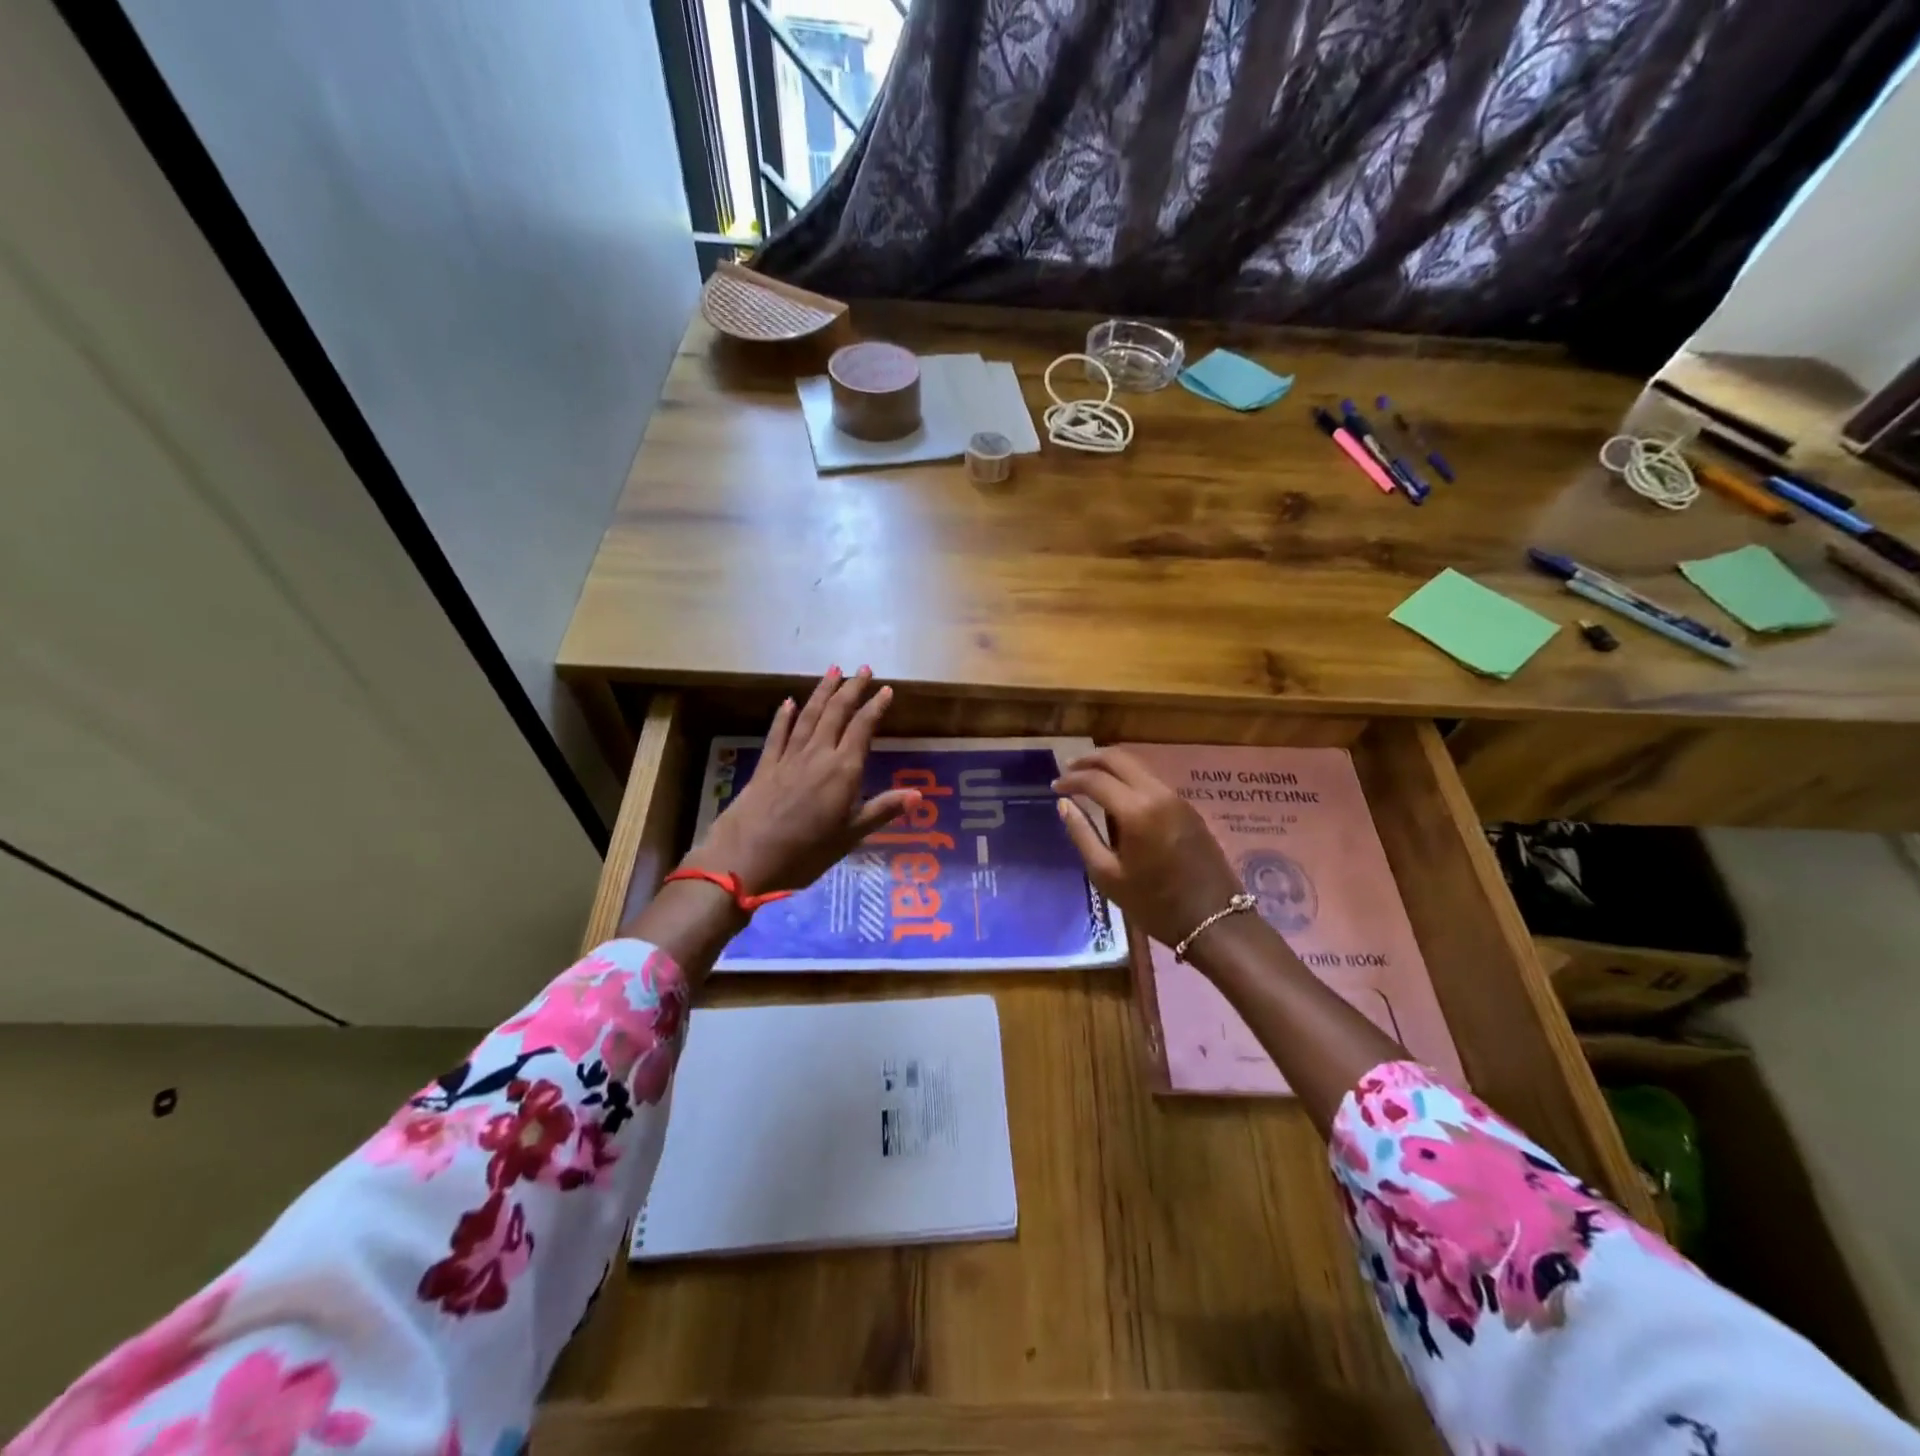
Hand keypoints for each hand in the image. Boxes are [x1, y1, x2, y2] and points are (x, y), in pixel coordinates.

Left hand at [688, 668, 919, 894]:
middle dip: (851, 689)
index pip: (862, 729)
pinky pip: (778, 735)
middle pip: (836, 714)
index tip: (886, 689)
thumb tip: (918, 795)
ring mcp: (788, 758)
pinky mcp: (765, 767)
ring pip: (809, 716)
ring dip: (822, 692)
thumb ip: (882, 810)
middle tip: (864, 669)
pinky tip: (788, 702)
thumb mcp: (850, 837)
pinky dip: (784, 717)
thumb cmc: (805, 853)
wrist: (745, 859)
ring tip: (832, 670)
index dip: (875, 707)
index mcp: (843, 771)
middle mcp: (817, 755)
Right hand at [1053, 747, 1244, 949]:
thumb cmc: (1154, 904)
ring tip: (1089, 781)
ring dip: (1111, 767)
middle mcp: (1158, 794)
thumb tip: (1064, 804)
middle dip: (1091, 760)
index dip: (1071, 779)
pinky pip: (1152, 781)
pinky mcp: (1188, 808)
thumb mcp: (1108, 875)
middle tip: (1068, 770)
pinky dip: (1129, 780)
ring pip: (1139, 767)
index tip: (1054, 787)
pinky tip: (1117, 798)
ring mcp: (1177, 799)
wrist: (1215, 921)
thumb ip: (1082, 835)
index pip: (1095, 779)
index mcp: (1136, 811)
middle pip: (1120, 758)